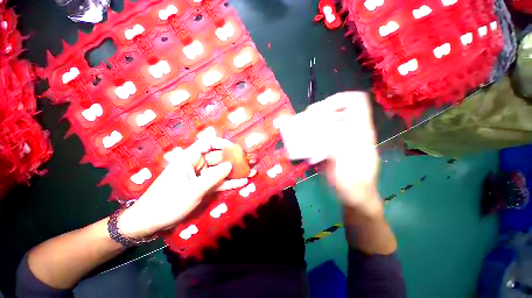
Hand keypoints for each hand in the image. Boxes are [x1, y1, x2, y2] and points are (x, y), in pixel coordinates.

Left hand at [117, 137, 249, 238]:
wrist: (152, 222)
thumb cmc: (168, 202)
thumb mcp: (193, 189)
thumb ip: (214, 176)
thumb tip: (230, 165)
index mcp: (189, 159)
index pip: (207, 144)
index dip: (222, 143)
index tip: (235, 148)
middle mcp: (197, 165)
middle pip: (218, 158)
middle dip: (234, 159)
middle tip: (249, 161)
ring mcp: (201, 176)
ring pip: (221, 171)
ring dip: (235, 172)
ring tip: (250, 171)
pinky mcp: (204, 187)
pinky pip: (219, 182)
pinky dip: (229, 182)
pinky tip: (242, 182)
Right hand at [307, 92, 380, 216]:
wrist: (354, 197)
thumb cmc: (354, 185)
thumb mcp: (346, 166)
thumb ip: (336, 149)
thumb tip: (323, 134)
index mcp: (360, 132)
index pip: (356, 102)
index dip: (338, 99)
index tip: (320, 109)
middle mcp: (351, 131)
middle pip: (337, 109)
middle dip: (320, 111)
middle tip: (306, 120)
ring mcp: (341, 138)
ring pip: (327, 120)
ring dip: (314, 122)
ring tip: (302, 129)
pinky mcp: (332, 146)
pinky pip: (321, 133)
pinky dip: (312, 134)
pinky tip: (304, 142)